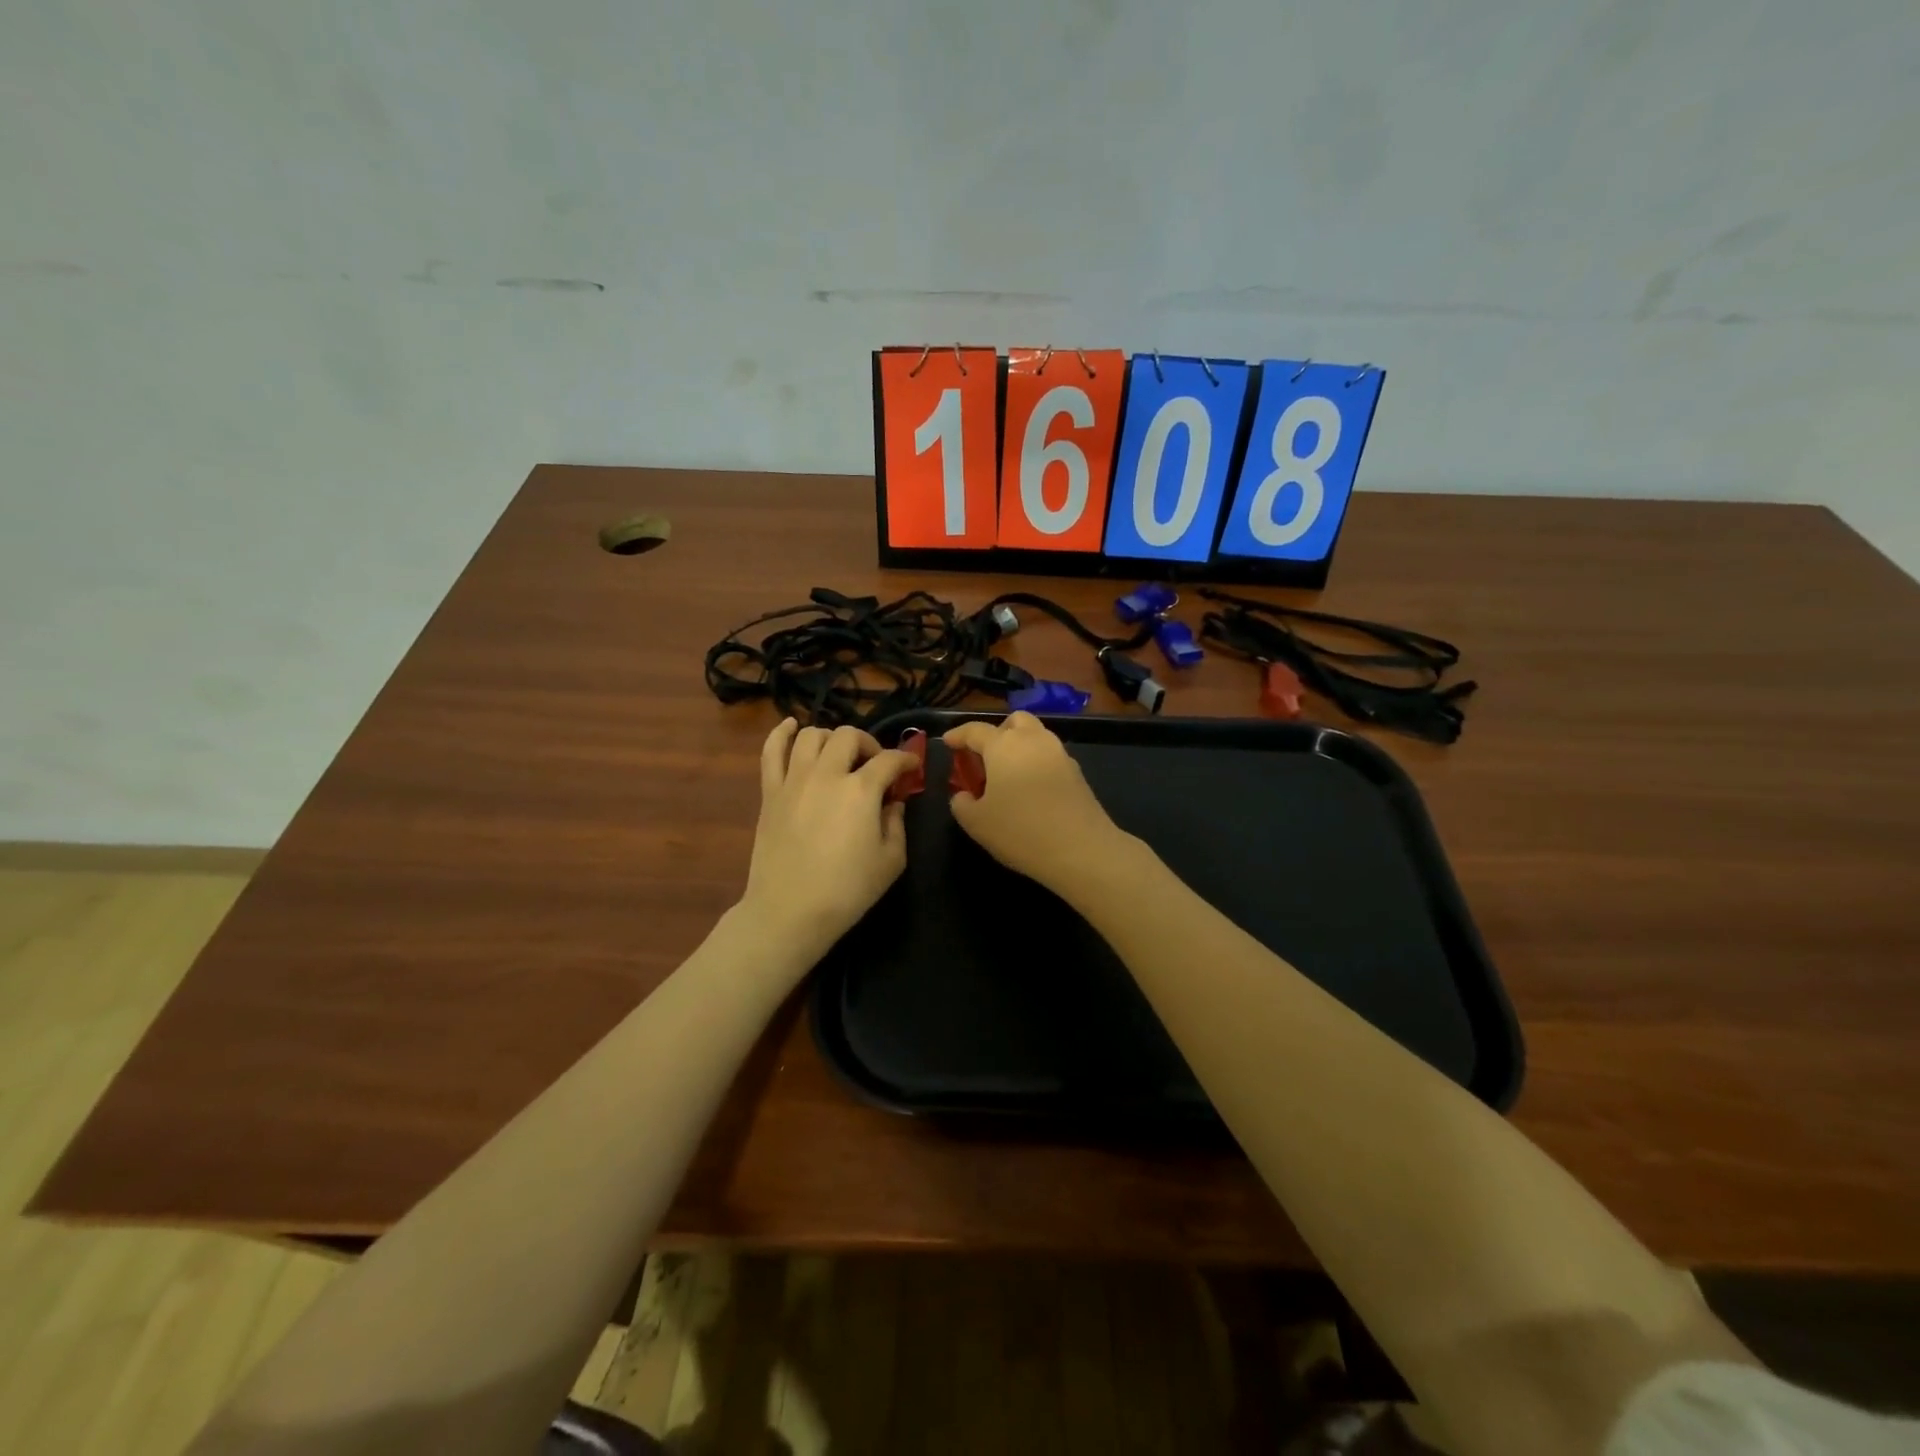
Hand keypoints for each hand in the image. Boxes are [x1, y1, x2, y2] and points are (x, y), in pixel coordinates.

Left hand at [740, 719, 916, 965]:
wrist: (790, 911)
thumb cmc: (847, 890)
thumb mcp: (891, 861)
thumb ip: (896, 823)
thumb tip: (892, 803)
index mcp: (861, 790)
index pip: (889, 760)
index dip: (905, 761)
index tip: (911, 769)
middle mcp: (827, 774)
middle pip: (849, 736)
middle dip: (868, 745)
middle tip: (874, 765)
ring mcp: (794, 780)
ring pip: (812, 735)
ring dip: (831, 739)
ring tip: (839, 756)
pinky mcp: (770, 792)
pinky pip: (771, 751)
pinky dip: (782, 733)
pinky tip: (792, 727)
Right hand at [942, 713, 1133, 894]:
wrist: (1081, 849)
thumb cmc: (1020, 831)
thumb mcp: (976, 823)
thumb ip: (961, 803)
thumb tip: (963, 795)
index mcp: (1004, 745)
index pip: (975, 730)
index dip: (958, 735)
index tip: (948, 742)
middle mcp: (1033, 740)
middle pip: (1014, 721)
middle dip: (997, 732)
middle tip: (985, 756)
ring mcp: (1060, 754)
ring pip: (1036, 736)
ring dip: (1019, 747)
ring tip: (1007, 774)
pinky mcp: (1077, 773)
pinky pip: (1050, 757)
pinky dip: (1036, 763)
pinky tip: (1030, 789)